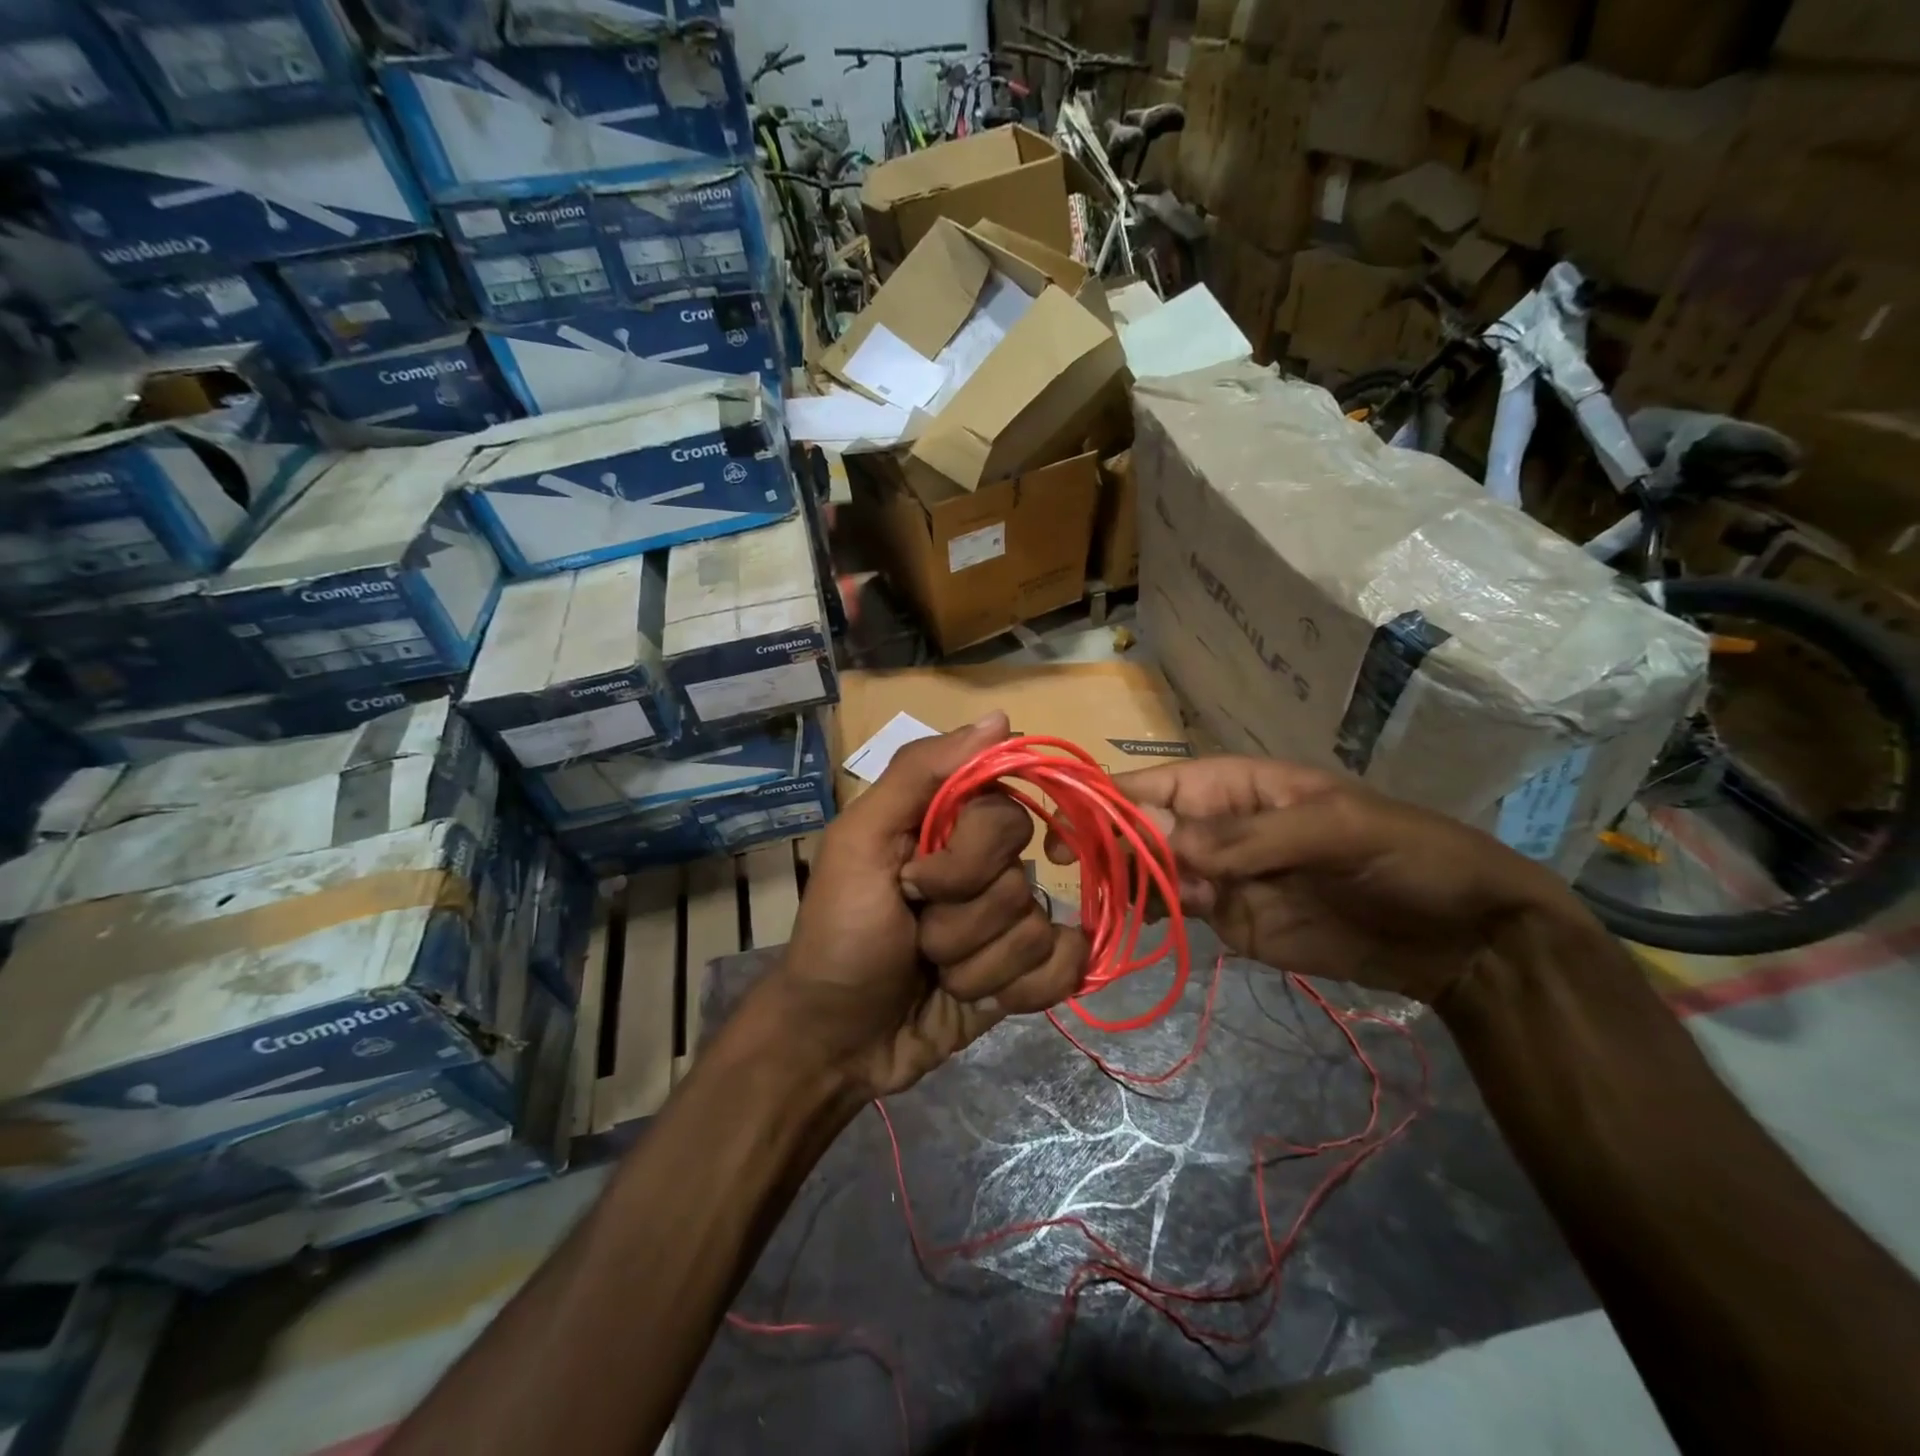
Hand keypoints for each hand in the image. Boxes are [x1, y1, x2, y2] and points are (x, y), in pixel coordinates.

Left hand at [765, 713, 1087, 1097]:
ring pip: (1037, 931)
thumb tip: (1002, 720)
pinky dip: (1021, 991)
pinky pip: (1063, 968)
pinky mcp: (1024, 975)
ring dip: (974, 966)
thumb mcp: (859, 842)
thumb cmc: (839, 934)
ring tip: (933, 975)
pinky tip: (979, 1001)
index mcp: (949, 827)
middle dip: (961, 921)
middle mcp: (986, 868)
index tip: (915, 882)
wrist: (837, 1041)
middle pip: (1022, 878)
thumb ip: (920, 773)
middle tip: (916, 936)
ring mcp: (1007, 923)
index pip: (1007, 815)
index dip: (968, 858)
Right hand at [1054, 757, 1599, 1006]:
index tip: (1066, 824)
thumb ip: (1253, 837)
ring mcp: (1220, 875)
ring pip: (1149, 871)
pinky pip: (1174, 911)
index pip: (1158, 785)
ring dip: (1116, 881)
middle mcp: (1216, 826)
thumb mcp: (1340, 831)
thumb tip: (1167, 845)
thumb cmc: (1408, 857)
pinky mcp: (1229, 920)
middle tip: (1071, 872)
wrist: (1464, 937)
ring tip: (1083, 901)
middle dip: (1104, 843)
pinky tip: (1115, 925)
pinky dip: (1143, 915)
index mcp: (1237, 787)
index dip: (1110, 798)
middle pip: (1142, 829)